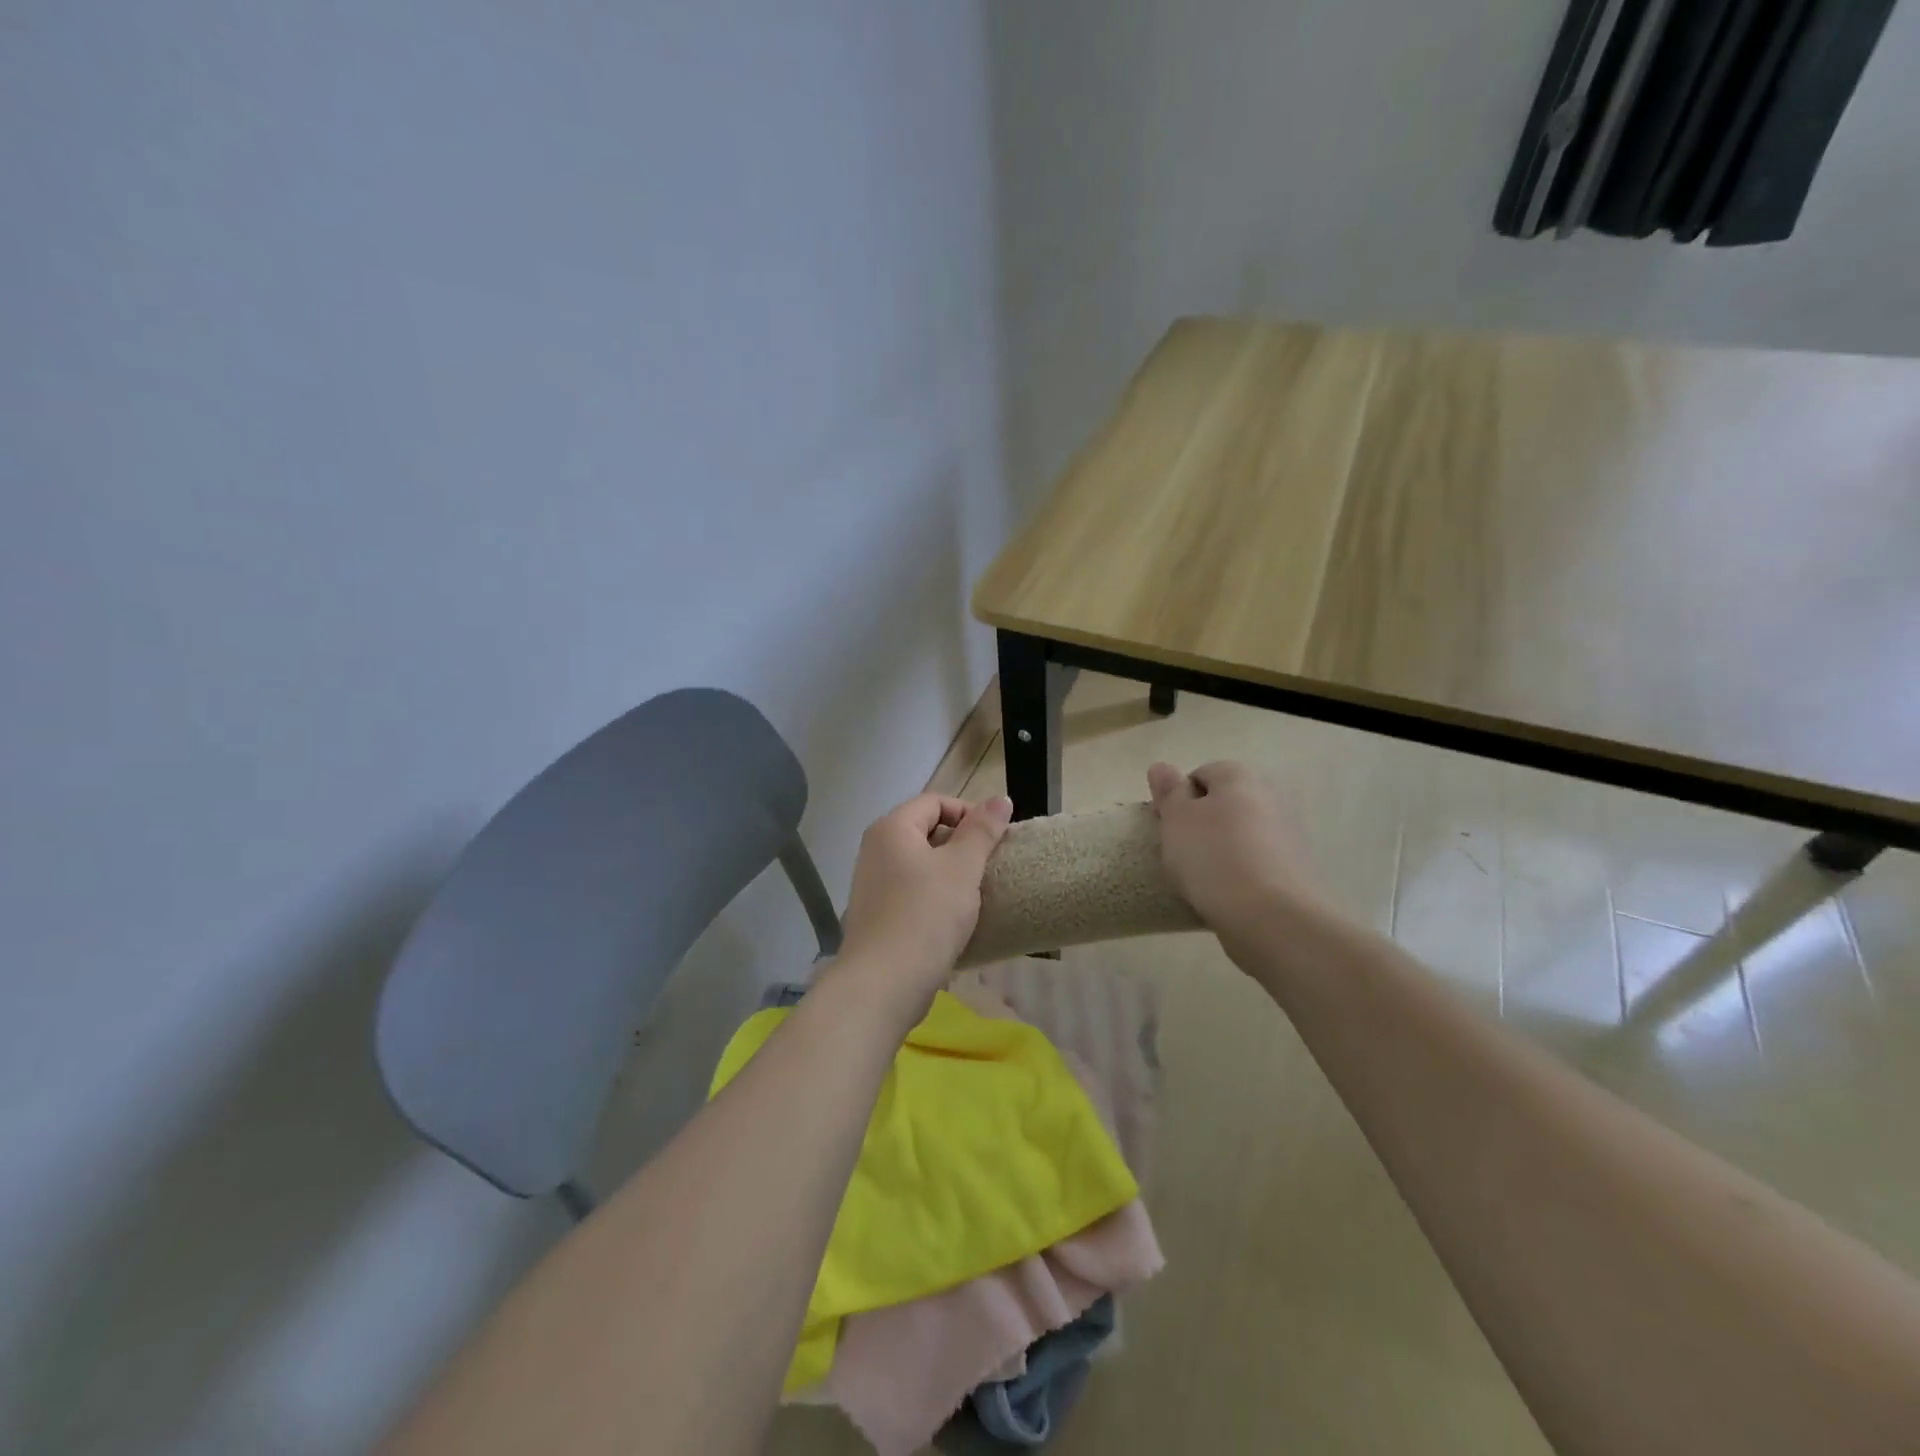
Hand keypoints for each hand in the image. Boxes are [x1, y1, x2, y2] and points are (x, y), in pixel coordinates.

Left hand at [830, 792, 1013, 1021]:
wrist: (884, 984)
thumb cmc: (926, 915)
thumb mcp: (963, 868)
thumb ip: (982, 830)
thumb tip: (1001, 799)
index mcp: (892, 828)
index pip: (935, 801)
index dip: (969, 813)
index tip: (995, 840)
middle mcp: (875, 849)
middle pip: (926, 830)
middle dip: (961, 844)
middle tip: (989, 867)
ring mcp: (872, 883)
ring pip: (920, 864)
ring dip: (950, 873)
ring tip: (976, 893)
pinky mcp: (876, 914)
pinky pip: (911, 891)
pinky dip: (934, 896)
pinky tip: (954, 918)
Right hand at [1146, 761, 1318, 935]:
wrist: (1271, 916)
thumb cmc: (1213, 857)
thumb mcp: (1177, 819)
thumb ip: (1169, 791)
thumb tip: (1162, 767)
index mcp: (1240, 777)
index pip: (1200, 774)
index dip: (1178, 798)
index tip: (1165, 825)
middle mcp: (1270, 796)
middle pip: (1223, 804)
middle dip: (1201, 823)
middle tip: (1179, 850)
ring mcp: (1288, 834)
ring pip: (1240, 834)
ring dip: (1220, 849)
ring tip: (1200, 877)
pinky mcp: (1295, 869)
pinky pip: (1255, 862)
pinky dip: (1239, 872)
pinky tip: (1225, 893)